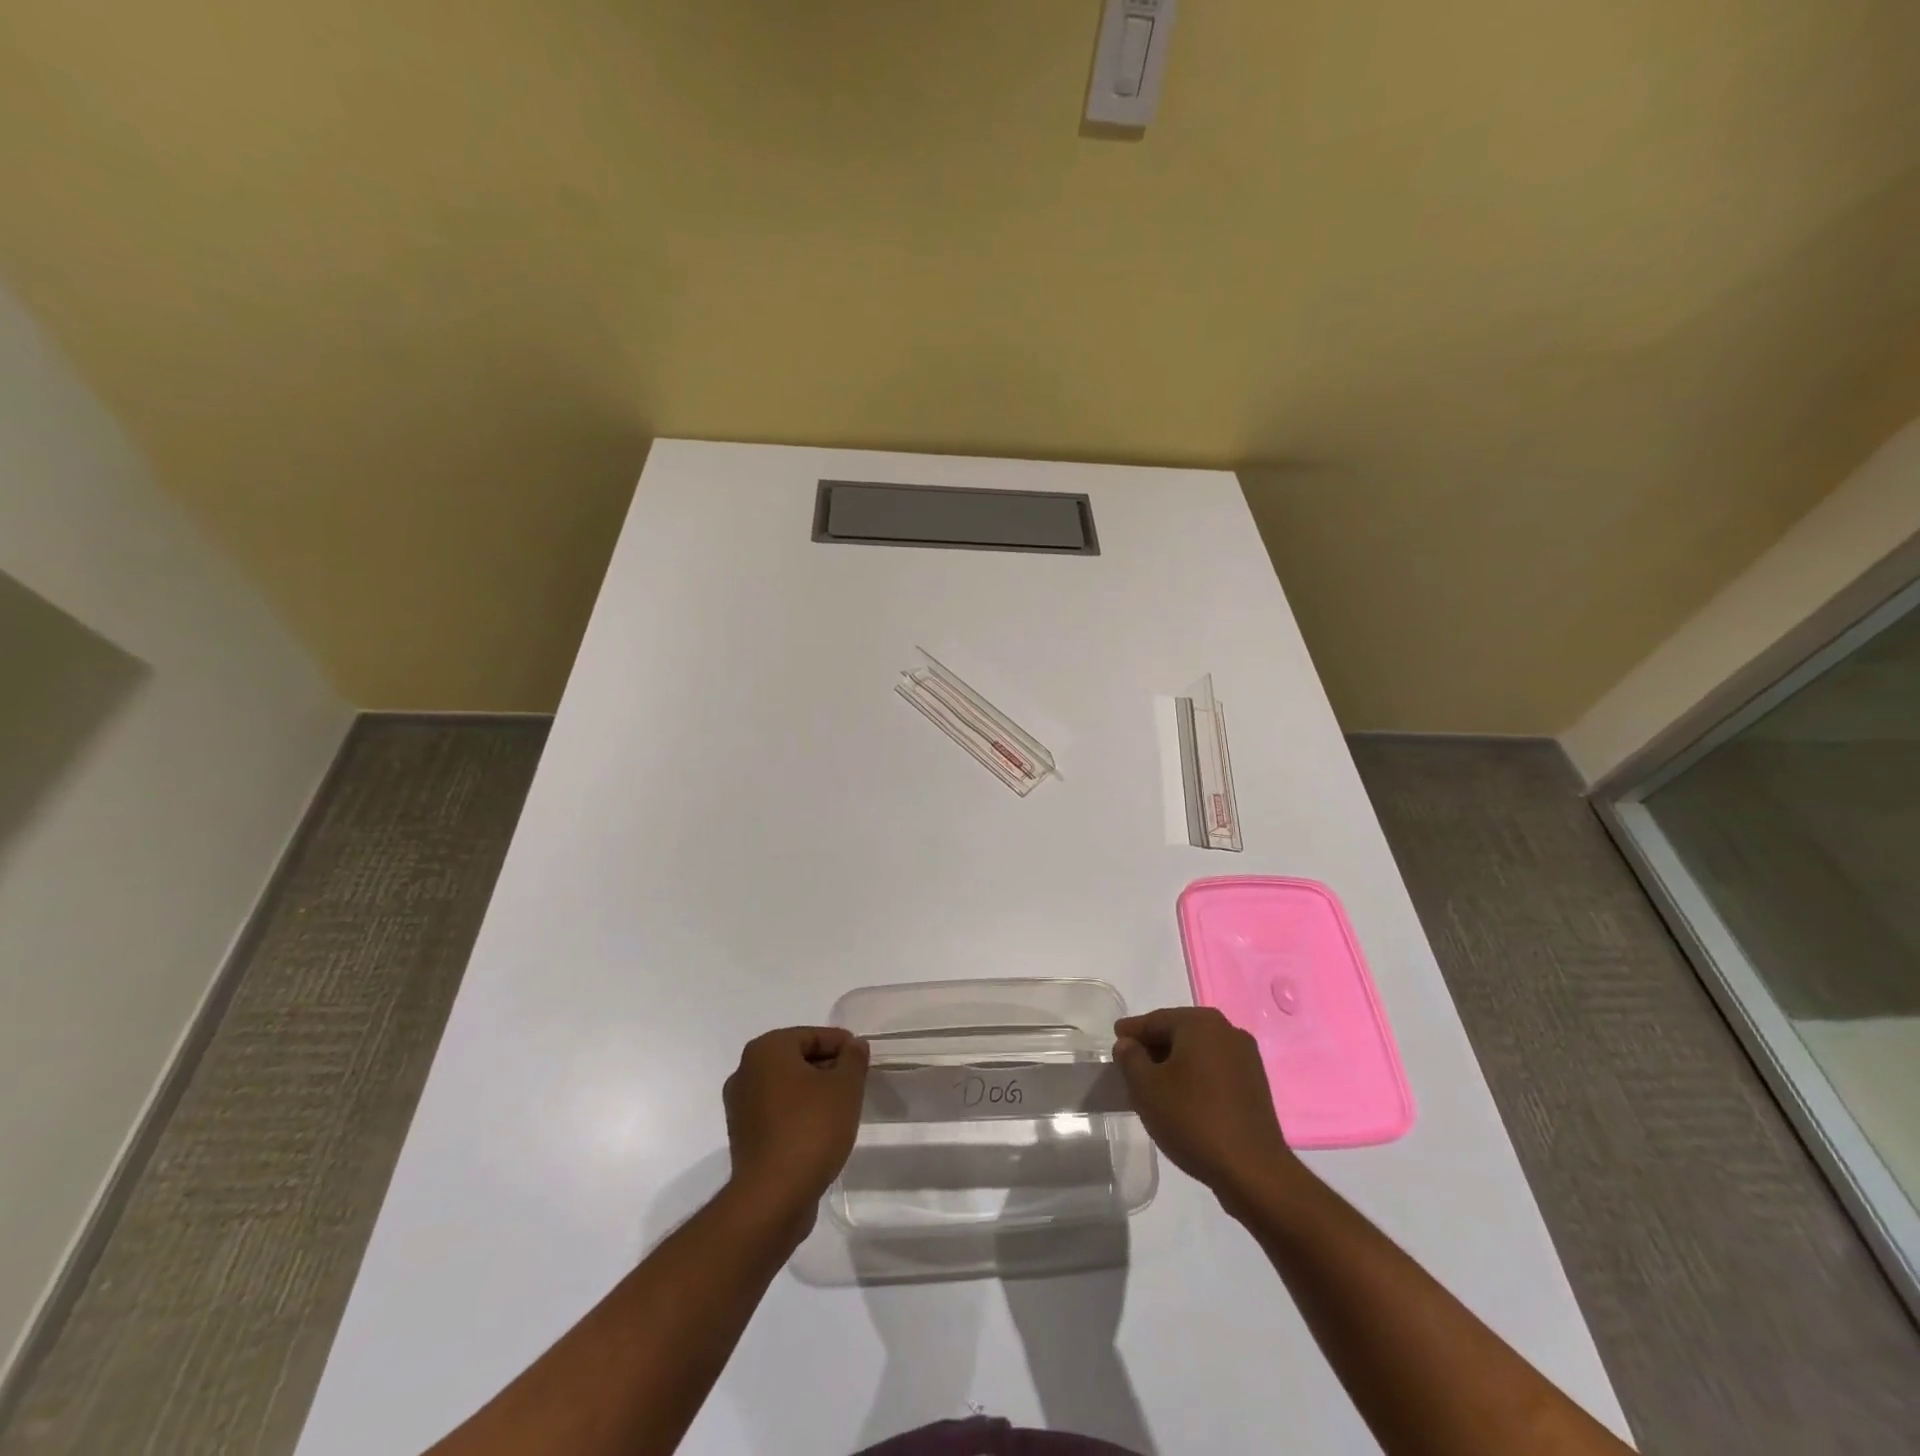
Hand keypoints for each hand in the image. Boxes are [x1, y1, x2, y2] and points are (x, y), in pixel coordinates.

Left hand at [722, 1027, 868, 1223]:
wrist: (773, 1198)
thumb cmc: (811, 1128)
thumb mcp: (845, 1087)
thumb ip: (853, 1059)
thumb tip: (854, 1045)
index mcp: (766, 1050)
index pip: (812, 1035)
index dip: (842, 1045)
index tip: (863, 1060)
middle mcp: (746, 1072)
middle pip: (797, 1059)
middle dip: (828, 1068)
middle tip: (856, 1083)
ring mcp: (740, 1106)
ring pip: (787, 1087)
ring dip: (813, 1092)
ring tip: (842, 1108)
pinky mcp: (743, 1137)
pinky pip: (777, 1113)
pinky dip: (799, 1114)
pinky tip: (821, 1130)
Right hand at [1113, 1007, 1300, 1211]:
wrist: (1252, 1170)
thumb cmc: (1193, 1119)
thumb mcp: (1146, 1087)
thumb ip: (1130, 1058)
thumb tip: (1127, 1044)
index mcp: (1200, 1023)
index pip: (1156, 1020)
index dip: (1132, 1031)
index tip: (1115, 1039)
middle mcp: (1227, 1031)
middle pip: (1179, 1033)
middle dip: (1153, 1047)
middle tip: (1130, 1064)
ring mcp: (1245, 1058)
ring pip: (1198, 1052)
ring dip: (1175, 1064)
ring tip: (1154, 1085)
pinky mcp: (1255, 1084)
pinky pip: (1215, 1070)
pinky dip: (1195, 1077)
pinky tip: (1182, 1098)